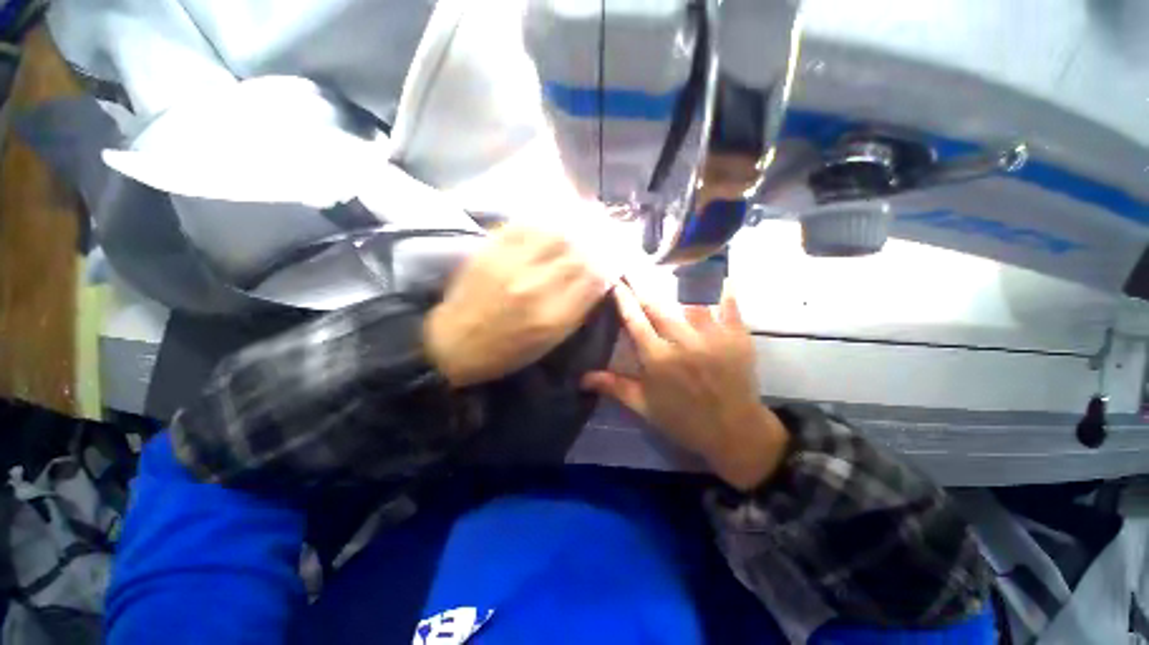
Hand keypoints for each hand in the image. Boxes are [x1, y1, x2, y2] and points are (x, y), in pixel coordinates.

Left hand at [424, 225, 606, 386]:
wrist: (453, 343)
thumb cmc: (505, 352)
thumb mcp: (548, 342)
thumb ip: (575, 311)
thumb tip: (596, 281)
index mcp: (553, 317)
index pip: (592, 279)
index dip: (606, 265)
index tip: (611, 258)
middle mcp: (536, 287)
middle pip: (577, 253)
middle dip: (596, 242)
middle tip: (604, 233)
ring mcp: (511, 265)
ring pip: (555, 233)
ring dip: (574, 225)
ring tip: (584, 218)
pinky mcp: (490, 251)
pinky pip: (524, 225)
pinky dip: (544, 219)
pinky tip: (554, 217)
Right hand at [582, 282, 788, 489]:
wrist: (733, 432)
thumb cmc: (683, 419)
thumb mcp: (644, 406)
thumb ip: (614, 387)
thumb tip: (582, 378)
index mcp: (657, 359)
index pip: (634, 321)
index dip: (623, 300)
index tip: (616, 283)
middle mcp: (682, 343)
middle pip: (658, 306)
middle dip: (642, 286)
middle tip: (632, 269)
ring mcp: (712, 337)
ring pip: (691, 299)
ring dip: (677, 281)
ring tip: (668, 264)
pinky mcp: (737, 337)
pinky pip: (729, 305)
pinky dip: (722, 288)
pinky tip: (716, 273)